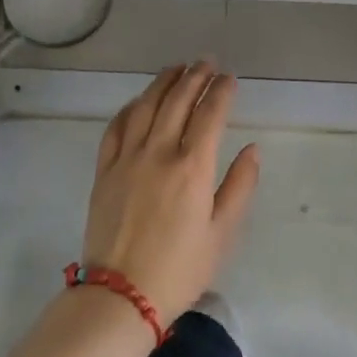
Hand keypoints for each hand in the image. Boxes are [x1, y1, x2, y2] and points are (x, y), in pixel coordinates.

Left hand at [81, 62, 260, 325]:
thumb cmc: (180, 268)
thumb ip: (240, 186)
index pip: (210, 114)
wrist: (121, 294)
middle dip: (195, 76)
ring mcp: (127, 158)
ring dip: (163, 82)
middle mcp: (159, 152)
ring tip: (177, 68)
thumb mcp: (223, 233)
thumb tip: (252, 150)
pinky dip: (130, 107)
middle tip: (207, 62)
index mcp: (193, 166)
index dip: (222, 91)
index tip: (230, 78)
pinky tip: (139, 101)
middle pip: (178, 101)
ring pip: (146, 106)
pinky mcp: (104, 170)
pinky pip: (116, 127)